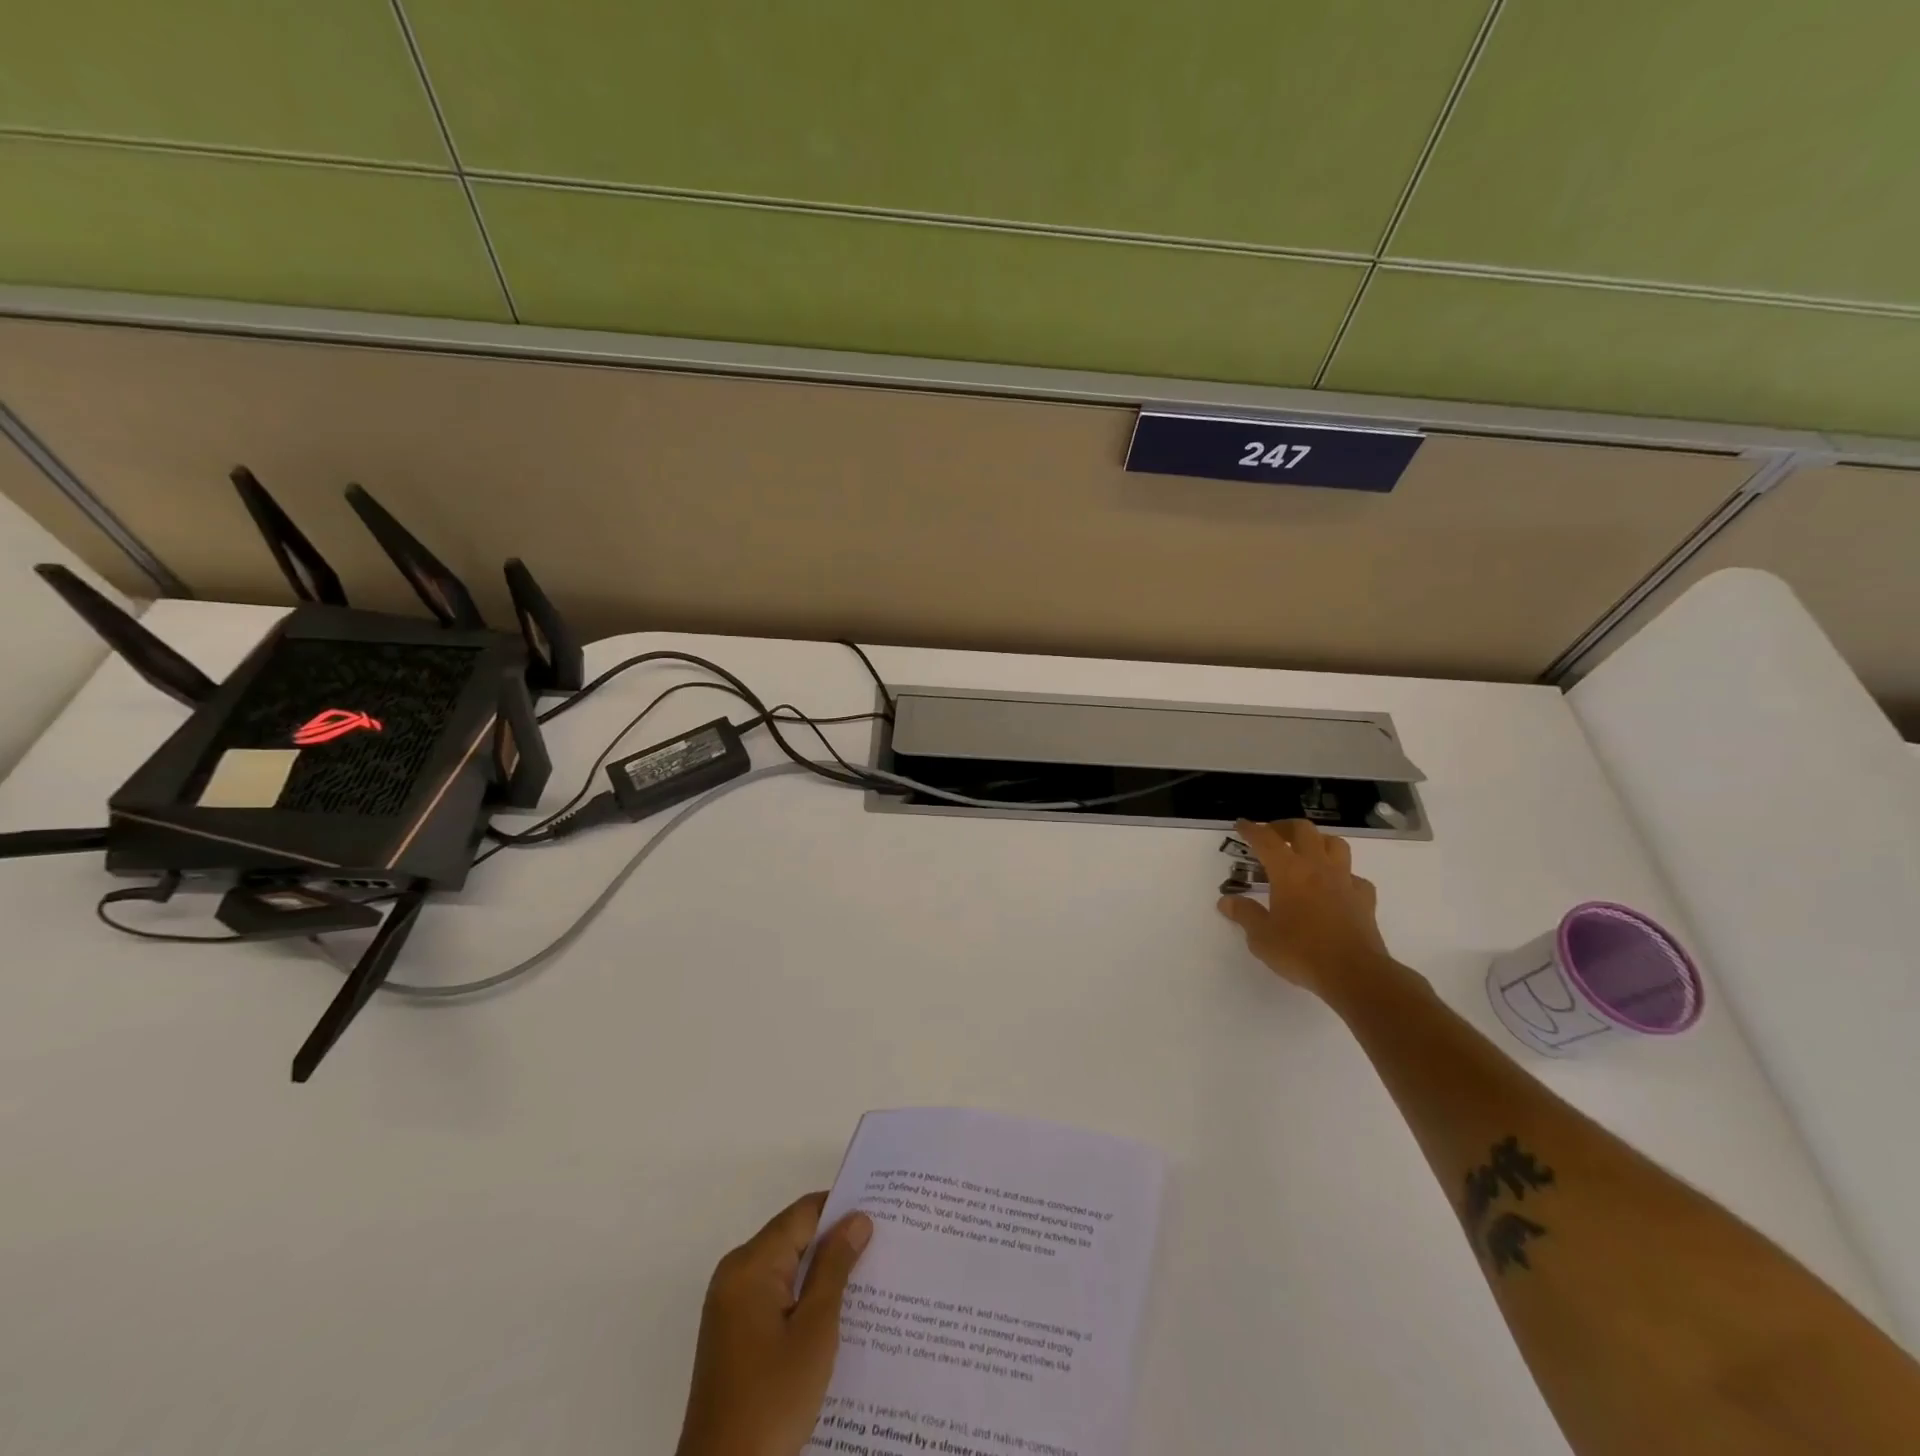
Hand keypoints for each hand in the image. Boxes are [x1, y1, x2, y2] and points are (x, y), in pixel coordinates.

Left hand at [675, 1192, 873, 1455]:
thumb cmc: (772, 1400)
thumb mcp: (814, 1331)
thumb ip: (835, 1267)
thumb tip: (857, 1218)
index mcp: (750, 1265)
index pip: (803, 1213)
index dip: (842, 1209)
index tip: (881, 1214)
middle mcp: (735, 1274)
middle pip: (793, 1238)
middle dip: (835, 1242)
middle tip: (882, 1246)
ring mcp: (730, 1305)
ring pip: (786, 1268)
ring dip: (822, 1272)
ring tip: (868, 1278)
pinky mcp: (733, 1333)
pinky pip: (775, 1295)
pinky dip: (803, 1297)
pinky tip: (836, 1315)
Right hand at [1217, 819, 1397, 1002]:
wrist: (1354, 973)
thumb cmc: (1301, 952)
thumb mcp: (1261, 937)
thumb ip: (1244, 914)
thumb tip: (1226, 901)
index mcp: (1288, 872)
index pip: (1266, 840)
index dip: (1252, 830)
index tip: (1242, 824)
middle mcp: (1317, 868)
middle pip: (1303, 830)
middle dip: (1284, 827)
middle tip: (1272, 835)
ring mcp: (1345, 881)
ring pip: (1335, 844)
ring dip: (1318, 841)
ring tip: (1307, 851)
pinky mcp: (1364, 899)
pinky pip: (1355, 877)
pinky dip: (1344, 875)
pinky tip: (1336, 887)